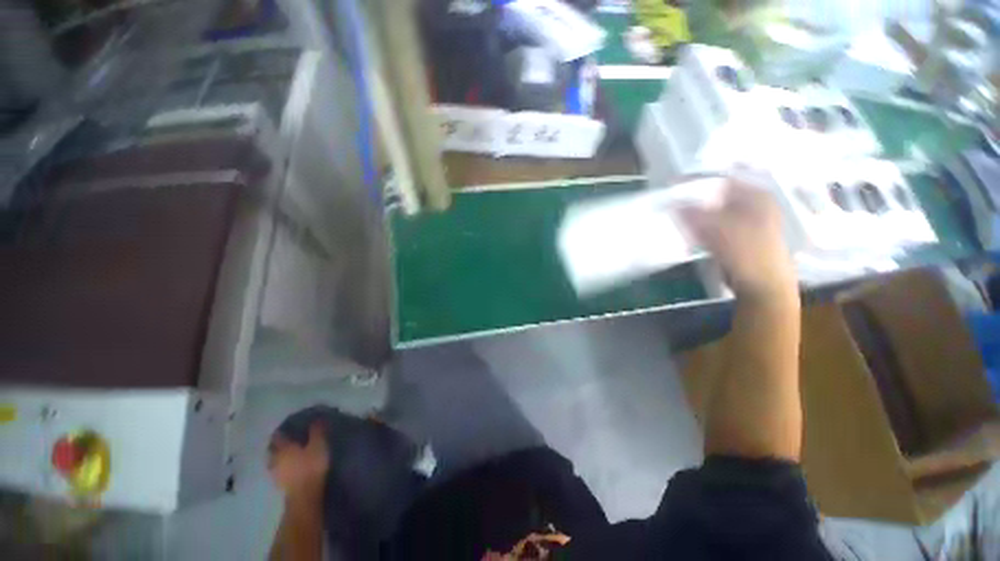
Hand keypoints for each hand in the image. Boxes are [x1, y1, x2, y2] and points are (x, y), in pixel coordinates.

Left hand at [267, 422, 329, 502]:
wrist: (304, 495)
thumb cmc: (311, 466)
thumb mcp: (318, 445)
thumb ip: (317, 431)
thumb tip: (316, 418)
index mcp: (283, 447)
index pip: (278, 436)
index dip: (281, 431)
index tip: (286, 427)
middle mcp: (275, 458)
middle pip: (272, 449)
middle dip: (277, 445)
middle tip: (286, 441)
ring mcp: (276, 473)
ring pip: (273, 461)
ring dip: (278, 457)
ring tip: (287, 455)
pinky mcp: (280, 484)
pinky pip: (278, 471)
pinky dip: (282, 468)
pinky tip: (289, 468)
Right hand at [679, 178, 797, 301]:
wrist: (762, 285)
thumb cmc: (746, 252)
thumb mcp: (717, 229)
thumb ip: (693, 214)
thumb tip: (672, 203)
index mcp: (756, 196)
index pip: (722, 180)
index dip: (698, 182)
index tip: (676, 188)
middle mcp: (754, 204)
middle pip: (718, 196)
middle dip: (696, 200)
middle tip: (674, 204)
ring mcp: (747, 222)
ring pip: (715, 212)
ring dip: (697, 215)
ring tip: (678, 218)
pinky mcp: (739, 237)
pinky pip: (716, 226)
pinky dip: (702, 227)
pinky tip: (690, 232)